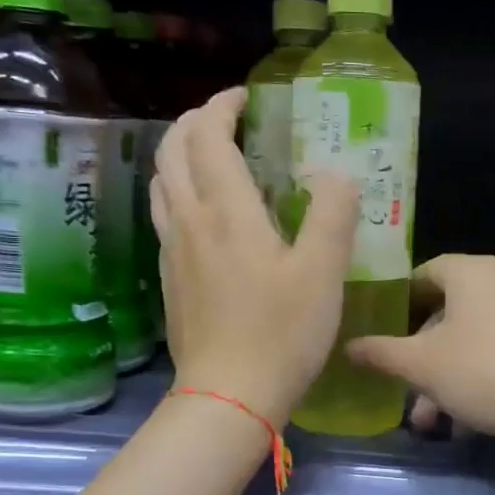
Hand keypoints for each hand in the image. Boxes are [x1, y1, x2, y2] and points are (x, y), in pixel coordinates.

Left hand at [150, 88, 356, 425]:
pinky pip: (165, 215)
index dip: (222, 106)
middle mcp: (189, 221)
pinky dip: (179, 191)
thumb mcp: (324, 272)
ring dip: (180, 155)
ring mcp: (172, 251)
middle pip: (172, 151)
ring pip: (161, 183)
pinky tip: (206, 214)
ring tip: (211, 156)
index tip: (246, 97)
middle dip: (194, 122)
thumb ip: (333, 213)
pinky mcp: (169, 279)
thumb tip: (334, 173)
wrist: (227, 396)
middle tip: (227, 119)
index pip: (208, 136)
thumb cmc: (281, 333)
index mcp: (226, 211)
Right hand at [347, 255, 494, 442]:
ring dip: (447, 378)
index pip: (424, 273)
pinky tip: (468, 422)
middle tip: (406, 390)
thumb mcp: (423, 365)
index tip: (382, 332)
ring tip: (434, 422)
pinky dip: (480, 378)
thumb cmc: (485, 370)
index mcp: (470, 272)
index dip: (399, 301)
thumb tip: (349, 345)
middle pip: (449, 313)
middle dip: (422, 357)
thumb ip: (382, 353)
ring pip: (473, 340)